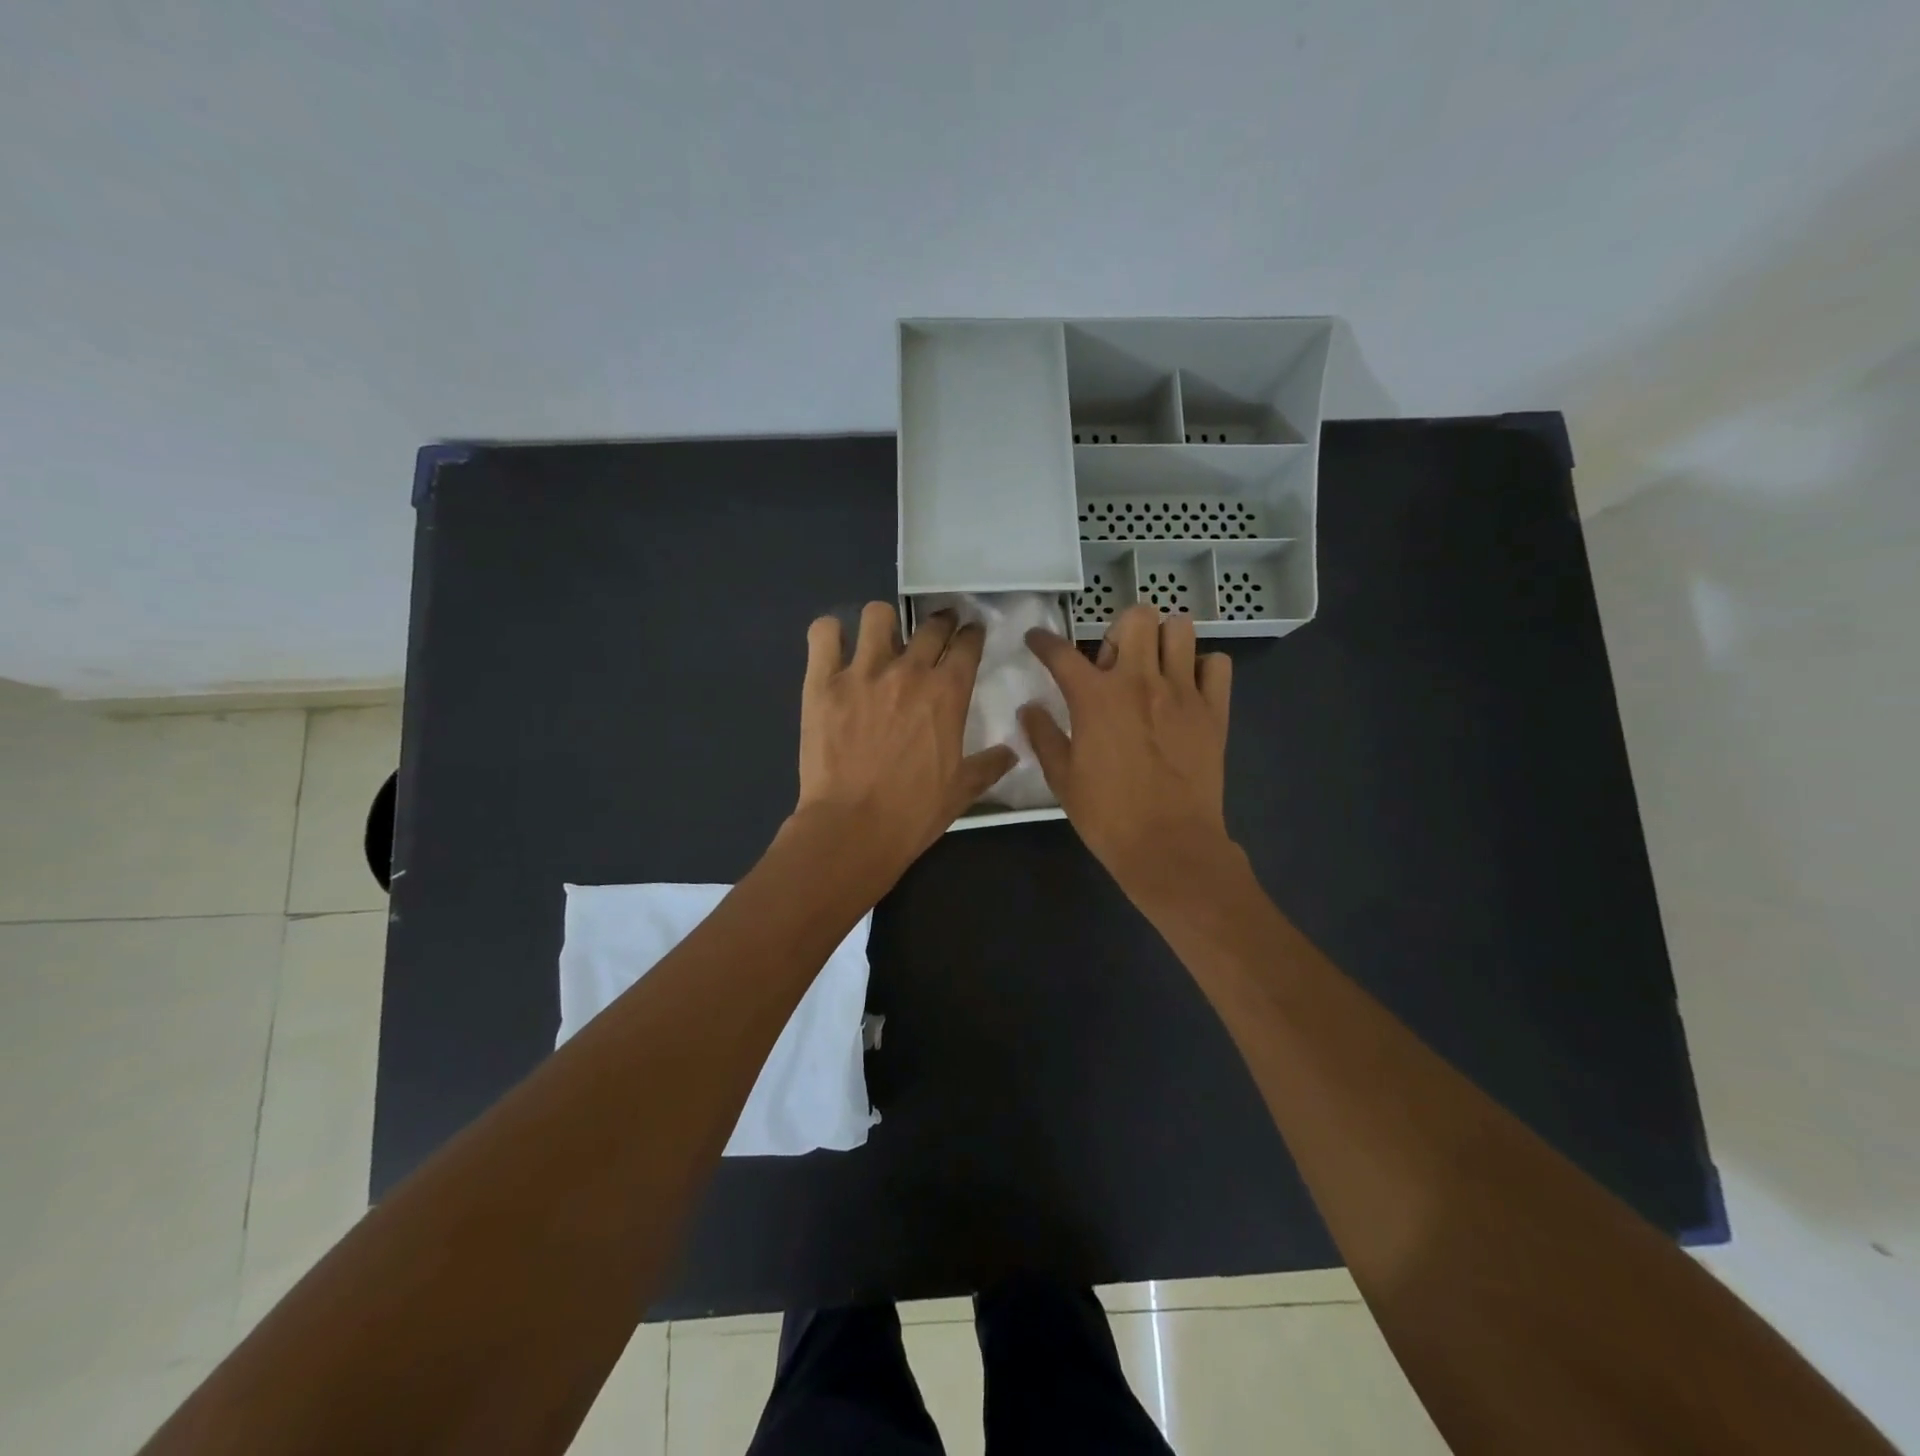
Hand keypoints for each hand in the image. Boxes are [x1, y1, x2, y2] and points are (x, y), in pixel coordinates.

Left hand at [793, 601, 1016, 877]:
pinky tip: (835, 647)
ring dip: (885, 623)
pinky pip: (823, 633)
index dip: (972, 635)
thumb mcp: (963, 791)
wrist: (853, 828)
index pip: (967, 645)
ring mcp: (862, 672)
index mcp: (947, 693)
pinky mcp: (822, 682)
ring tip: (883, 639)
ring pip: (877, 615)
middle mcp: (908, 671)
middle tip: (938, 631)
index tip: (971, 634)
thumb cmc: (913, 812)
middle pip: (931, 625)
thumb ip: (990, 765)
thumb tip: (1012, 752)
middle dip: (940, 622)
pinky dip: (830, 634)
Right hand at [1020, 606, 1234, 896]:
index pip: (1061, 652)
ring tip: (1154, 667)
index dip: (1042, 641)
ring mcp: (1182, 692)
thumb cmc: (1108, 815)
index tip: (1036, 640)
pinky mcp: (1214, 710)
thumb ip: (1043, 736)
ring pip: (1180, 629)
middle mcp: (1140, 681)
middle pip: (1136, 617)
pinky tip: (1188, 688)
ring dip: (1163, 640)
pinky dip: (1202, 667)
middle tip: (1115, 661)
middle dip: (1120, 630)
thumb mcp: (1062, 778)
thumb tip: (1029, 708)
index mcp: (1095, 697)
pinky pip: (1218, 664)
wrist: (1169, 845)